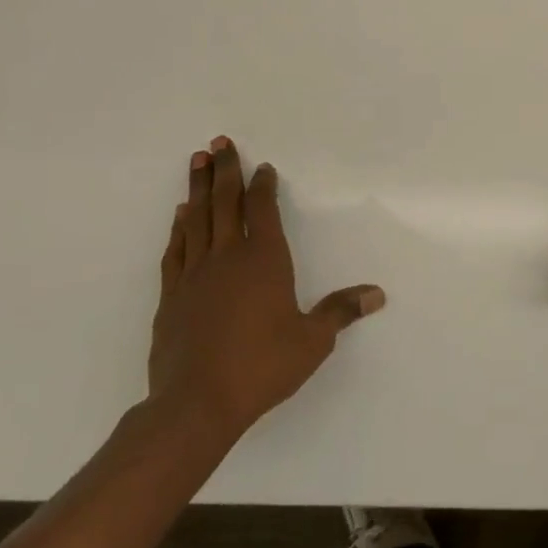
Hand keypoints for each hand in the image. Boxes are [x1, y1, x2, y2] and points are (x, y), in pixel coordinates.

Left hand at [148, 136, 384, 456]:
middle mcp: (227, 257)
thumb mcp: (312, 341)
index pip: (263, 210)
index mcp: (264, 260)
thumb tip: (377, 294)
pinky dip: (179, 227)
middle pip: (225, 203)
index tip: (263, 167)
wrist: (195, 404)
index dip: (263, 185)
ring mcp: (194, 274)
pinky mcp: (171, 296)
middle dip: (225, 171)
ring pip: (196, 219)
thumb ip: (341, 312)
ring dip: (197, 188)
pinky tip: (179, 215)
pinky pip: (176, 249)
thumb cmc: (261, 366)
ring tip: (196, 161)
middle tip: (218, 142)